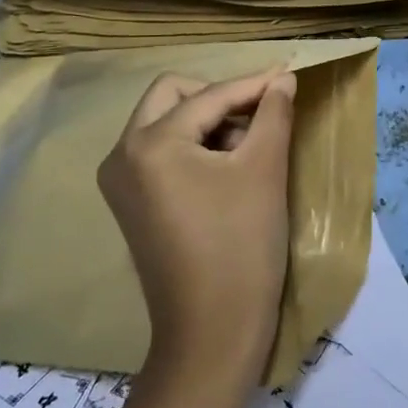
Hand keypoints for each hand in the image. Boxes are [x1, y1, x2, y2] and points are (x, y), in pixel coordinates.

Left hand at [98, 68, 297, 386]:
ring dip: (207, 121)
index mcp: (149, 143)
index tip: (288, 76)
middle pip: (172, 96)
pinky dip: (192, 147)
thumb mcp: (264, 170)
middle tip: (260, 114)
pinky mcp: (129, 204)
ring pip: (164, 122)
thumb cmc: (242, 245)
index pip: (208, 97)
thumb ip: (273, 114)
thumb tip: (282, 79)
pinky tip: (227, 166)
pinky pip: (159, 153)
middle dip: (219, 97)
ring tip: (250, 145)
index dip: (252, 85)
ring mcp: (120, 182)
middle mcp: (121, 154)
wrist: (213, 332)